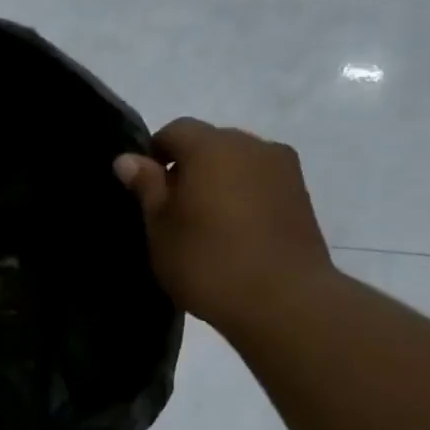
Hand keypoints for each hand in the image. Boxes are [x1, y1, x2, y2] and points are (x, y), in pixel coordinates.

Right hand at [114, 119, 334, 335]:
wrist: (282, 299)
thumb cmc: (206, 260)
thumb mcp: (160, 226)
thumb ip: (146, 187)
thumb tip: (128, 159)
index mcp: (212, 147)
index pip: (175, 130)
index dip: (153, 154)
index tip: (144, 189)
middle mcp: (252, 146)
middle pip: (210, 143)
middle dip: (187, 167)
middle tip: (170, 209)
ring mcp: (283, 169)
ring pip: (237, 163)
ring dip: (216, 182)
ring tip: (203, 224)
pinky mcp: (301, 196)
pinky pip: (259, 183)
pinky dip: (241, 196)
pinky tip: (231, 233)